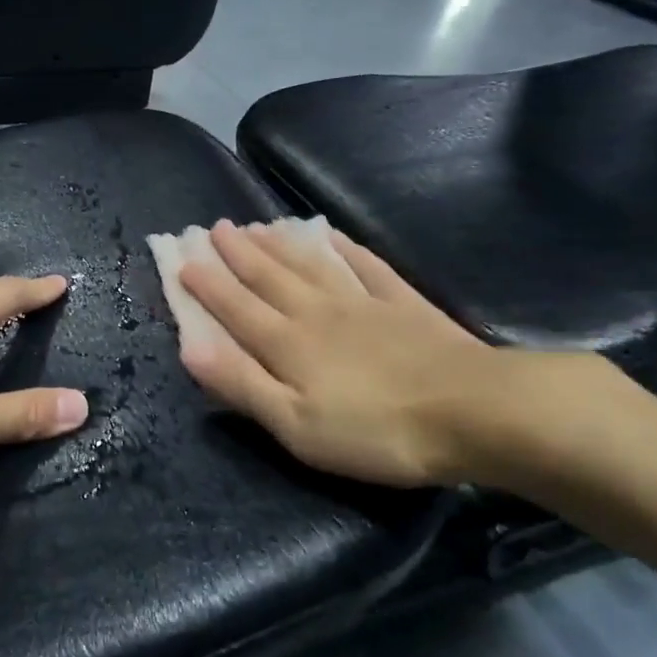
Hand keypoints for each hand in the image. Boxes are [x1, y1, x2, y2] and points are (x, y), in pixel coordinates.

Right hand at [177, 220, 515, 488]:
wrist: (473, 411)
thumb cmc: (375, 431)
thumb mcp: (296, 425)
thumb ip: (242, 384)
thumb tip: (188, 347)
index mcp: (287, 344)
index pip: (237, 308)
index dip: (208, 285)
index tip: (184, 259)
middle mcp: (317, 313)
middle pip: (270, 277)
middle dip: (238, 253)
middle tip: (216, 227)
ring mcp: (362, 303)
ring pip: (310, 265)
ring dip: (279, 245)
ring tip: (258, 225)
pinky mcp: (403, 304)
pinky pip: (365, 266)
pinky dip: (344, 247)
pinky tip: (332, 234)